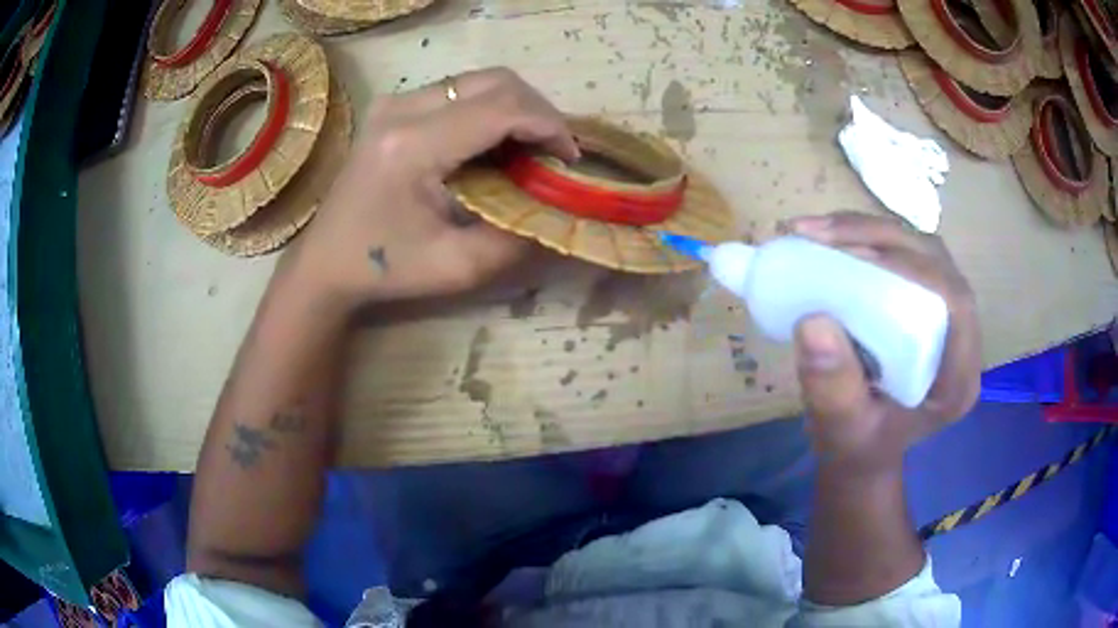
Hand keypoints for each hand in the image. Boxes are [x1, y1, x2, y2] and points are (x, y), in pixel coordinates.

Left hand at [288, 68, 578, 306]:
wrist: (326, 261)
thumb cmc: (385, 268)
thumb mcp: (457, 268)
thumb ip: (516, 237)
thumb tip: (557, 208)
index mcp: (413, 146)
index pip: (500, 109)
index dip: (548, 125)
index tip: (569, 158)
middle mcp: (402, 108)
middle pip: (494, 81)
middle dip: (538, 111)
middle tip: (553, 152)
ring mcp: (395, 101)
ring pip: (479, 80)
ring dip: (516, 108)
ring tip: (529, 149)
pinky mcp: (394, 106)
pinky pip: (459, 91)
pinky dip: (490, 109)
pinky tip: (495, 143)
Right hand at [785, 212, 980, 473]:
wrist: (861, 450)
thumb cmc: (857, 447)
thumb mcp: (841, 431)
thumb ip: (833, 390)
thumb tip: (813, 322)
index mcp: (957, 379)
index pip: (955, 304)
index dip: (914, 269)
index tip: (853, 259)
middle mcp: (960, 338)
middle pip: (937, 264)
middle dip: (881, 238)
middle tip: (821, 236)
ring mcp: (944, 316)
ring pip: (920, 250)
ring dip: (870, 231)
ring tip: (817, 233)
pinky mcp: (924, 302)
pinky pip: (904, 254)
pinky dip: (866, 238)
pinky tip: (832, 239)